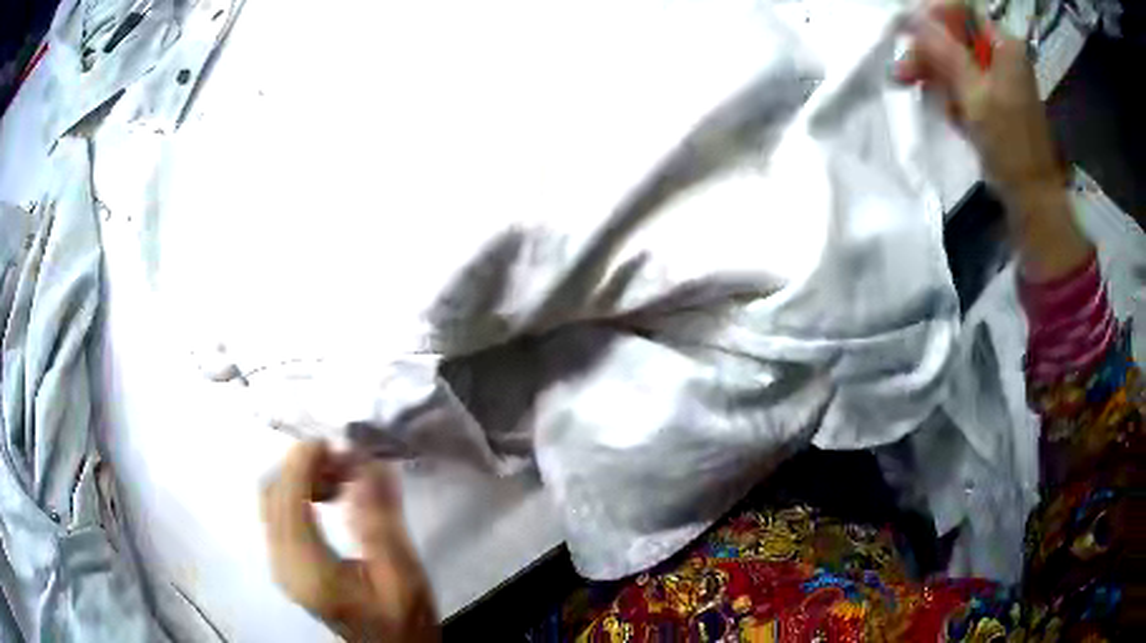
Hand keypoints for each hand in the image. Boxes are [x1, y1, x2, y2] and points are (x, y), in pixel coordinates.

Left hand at [262, 441, 438, 641]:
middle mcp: (282, 564)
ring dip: (299, 478)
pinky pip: (278, 514)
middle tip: (345, 460)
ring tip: (341, 476)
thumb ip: (381, 520)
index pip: (287, 499)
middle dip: (302, 466)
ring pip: (271, 501)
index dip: (302, 462)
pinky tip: (329, 496)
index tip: (332, 441)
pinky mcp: (285, 565)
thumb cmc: (402, 619)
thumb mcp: (403, 574)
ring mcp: (280, 565)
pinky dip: (298, 494)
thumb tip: (368, 462)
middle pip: (271, 493)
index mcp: (308, 570)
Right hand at [895, 4, 1091, 280]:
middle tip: (903, 73)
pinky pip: (964, 82)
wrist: (1032, 198)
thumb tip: (910, 16)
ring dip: (935, 74)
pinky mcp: (994, 97)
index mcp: (1004, 45)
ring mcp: (999, 77)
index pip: (960, 10)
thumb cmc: (1009, 145)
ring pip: (955, 59)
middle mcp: (1002, 54)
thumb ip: (944, 50)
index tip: (907, 36)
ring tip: (919, 93)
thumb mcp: (974, 93)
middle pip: (954, 35)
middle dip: (928, 52)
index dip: (931, 17)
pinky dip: (951, 93)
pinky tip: (948, 111)